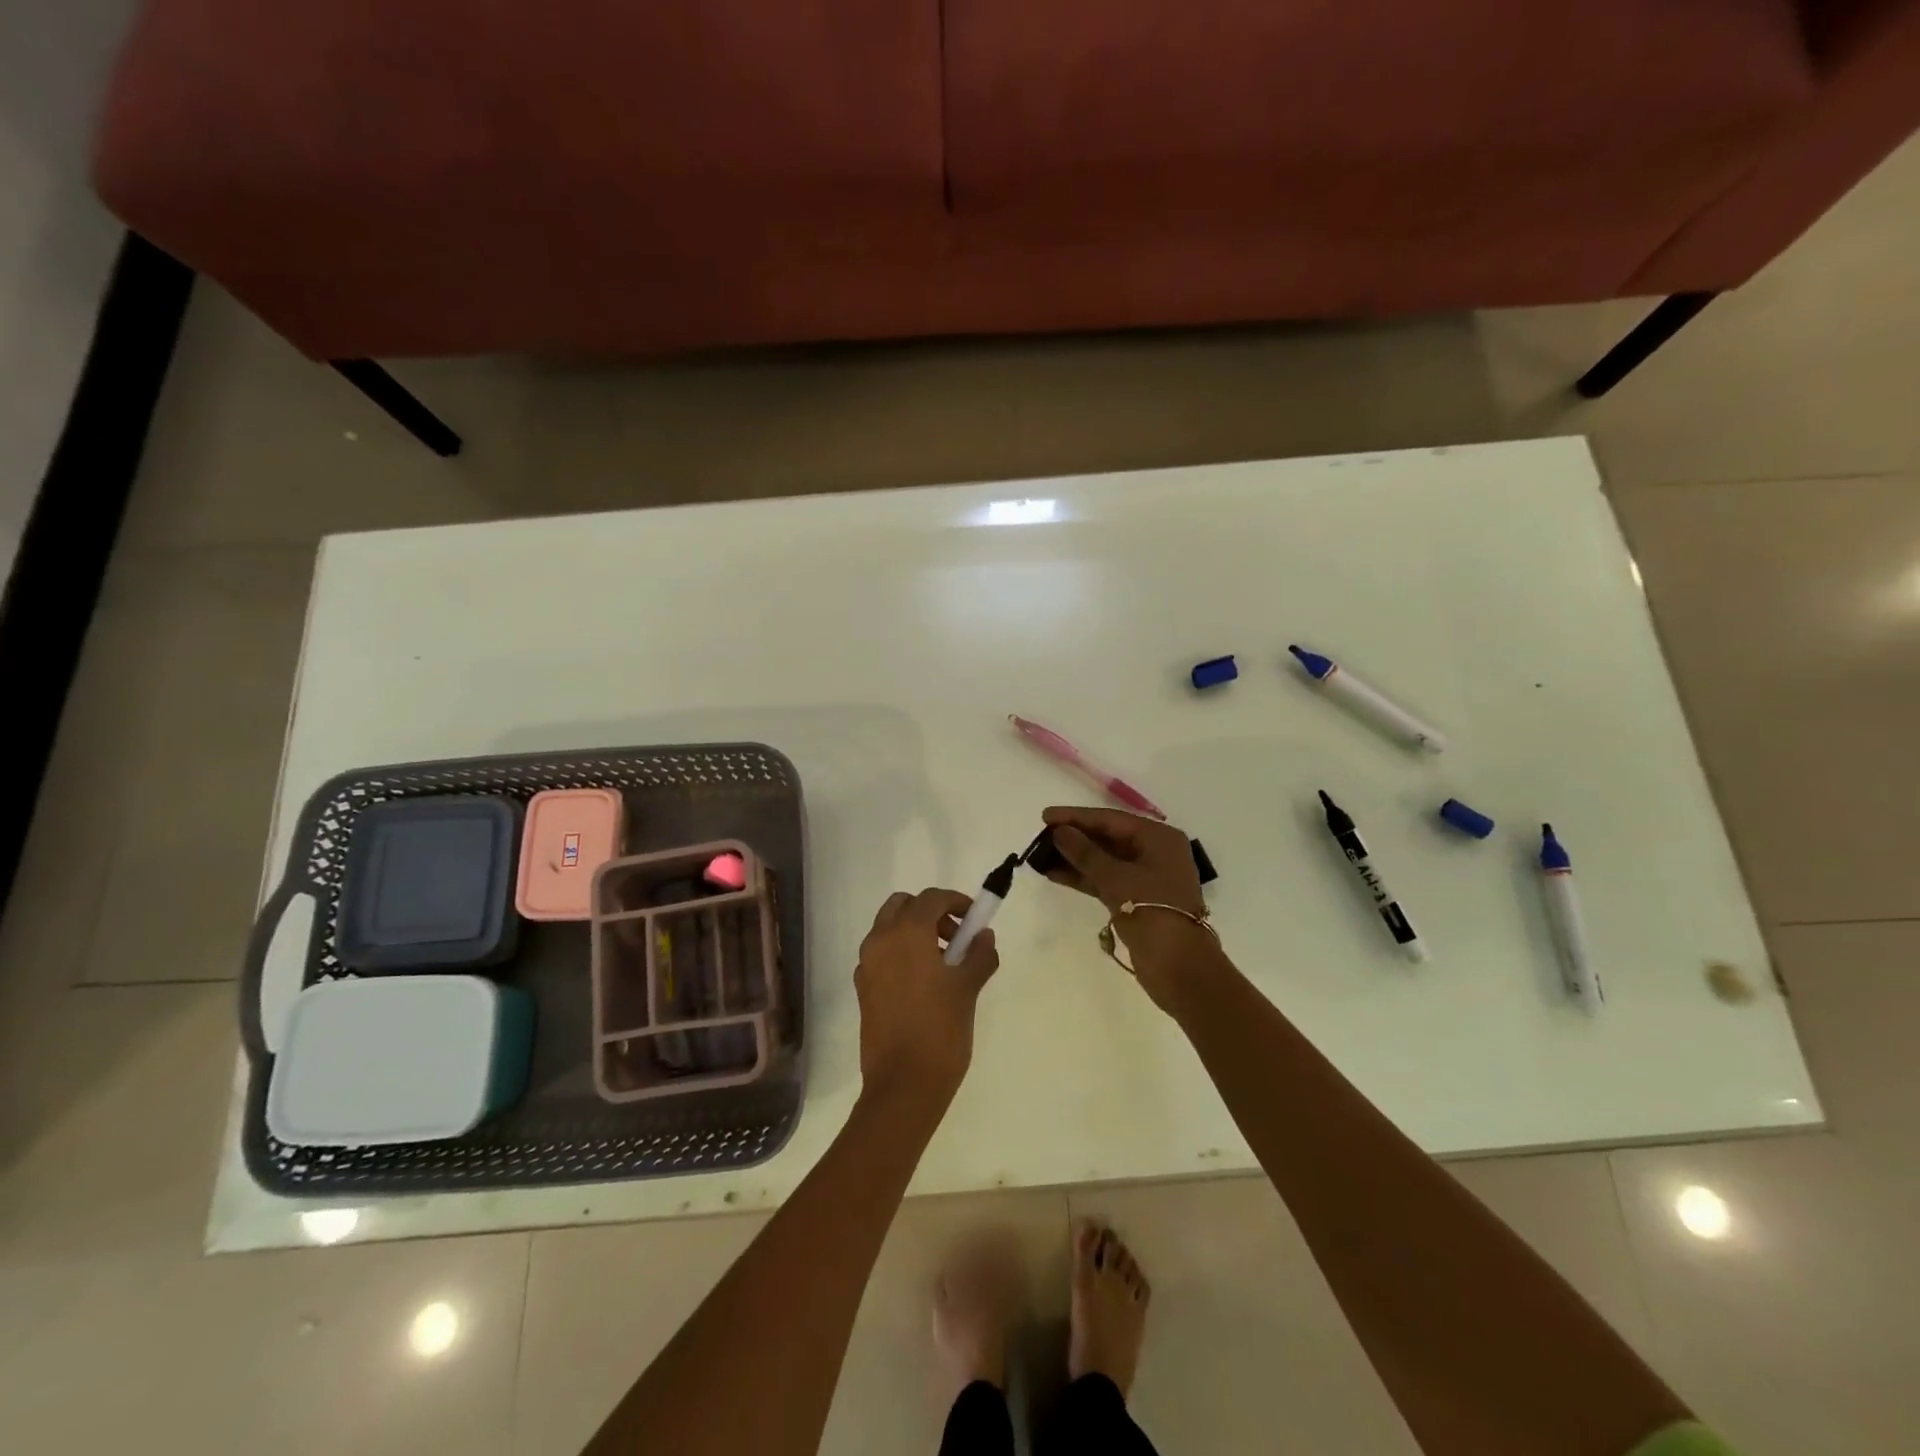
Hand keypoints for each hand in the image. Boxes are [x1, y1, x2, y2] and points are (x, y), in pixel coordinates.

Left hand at [855, 888, 999, 1109]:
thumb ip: (979, 955)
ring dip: (915, 931)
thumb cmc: (940, 1030)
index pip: (931, 898)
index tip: (975, 918)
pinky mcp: (862, 988)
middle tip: (956, 937)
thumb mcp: (968, 988)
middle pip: (902, 905)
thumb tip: (984, 936)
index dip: (956, 901)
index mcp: (906, 933)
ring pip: (888, 928)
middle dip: (930, 912)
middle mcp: (880, 941)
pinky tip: (924, 983)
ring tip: (945, 963)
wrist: (903, 1085)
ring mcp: (867, 965)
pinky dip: (901, 953)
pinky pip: (881, 954)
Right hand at [1039, 806, 1218, 1012]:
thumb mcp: (1116, 878)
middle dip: (1074, 837)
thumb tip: (1059, 831)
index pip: (1110, 819)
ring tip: (1041, 855)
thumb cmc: (1153, 911)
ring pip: (1104, 860)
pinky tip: (1055, 874)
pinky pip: (1105, 880)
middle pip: (1108, 837)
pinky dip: (1083, 877)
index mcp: (1158, 839)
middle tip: (1040, 836)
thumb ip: (1085, 853)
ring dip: (1074, 858)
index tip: (1045, 816)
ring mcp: (1146, 878)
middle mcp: (1154, 853)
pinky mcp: (1136, 900)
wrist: (1179, 967)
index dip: (1076, 817)